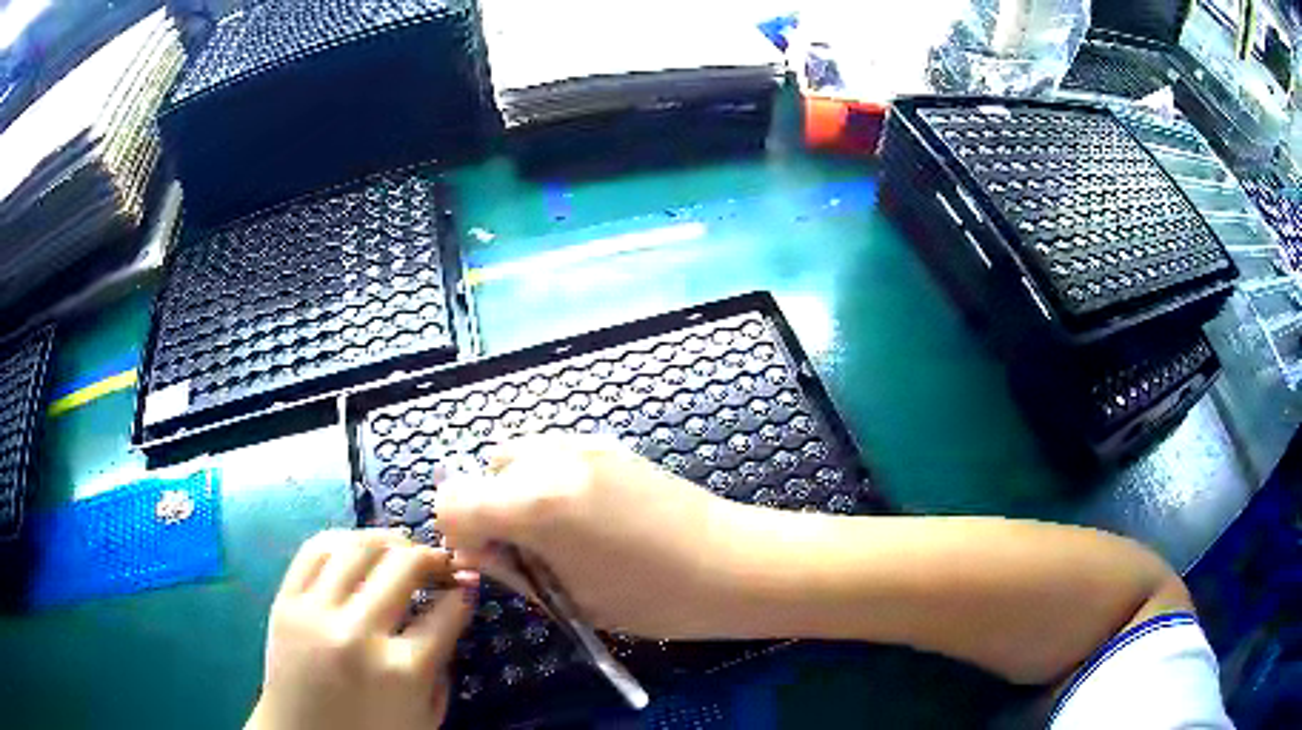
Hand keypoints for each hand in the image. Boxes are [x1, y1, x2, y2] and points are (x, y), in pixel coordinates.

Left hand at [247, 530, 476, 729]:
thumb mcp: (425, 715)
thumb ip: (441, 667)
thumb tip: (449, 613)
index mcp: (402, 671)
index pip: (446, 612)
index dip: (464, 591)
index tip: (467, 583)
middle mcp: (358, 633)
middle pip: (404, 566)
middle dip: (433, 557)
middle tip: (440, 563)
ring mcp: (316, 613)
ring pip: (358, 547)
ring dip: (390, 540)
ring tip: (401, 550)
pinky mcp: (285, 601)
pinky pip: (314, 550)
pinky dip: (343, 540)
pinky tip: (357, 549)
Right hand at [437, 435, 740, 638]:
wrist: (731, 564)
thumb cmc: (652, 598)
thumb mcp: (569, 597)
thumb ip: (510, 569)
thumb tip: (476, 551)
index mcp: (534, 504)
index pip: (453, 502)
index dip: (458, 535)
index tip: (487, 561)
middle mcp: (549, 460)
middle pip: (481, 475)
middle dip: (486, 513)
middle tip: (525, 553)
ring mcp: (580, 444)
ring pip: (513, 456)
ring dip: (512, 490)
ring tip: (551, 530)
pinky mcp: (606, 443)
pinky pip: (549, 452)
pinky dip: (543, 476)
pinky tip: (580, 512)